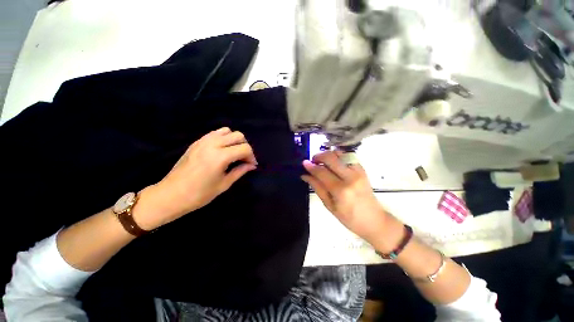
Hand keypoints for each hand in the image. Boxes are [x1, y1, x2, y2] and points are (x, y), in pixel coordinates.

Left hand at [135, 127, 256, 229]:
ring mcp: (203, 141)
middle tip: (244, 159)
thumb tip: (251, 165)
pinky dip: (224, 138)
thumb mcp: (224, 184)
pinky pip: (215, 133)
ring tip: (234, 153)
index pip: (245, 148)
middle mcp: (213, 144)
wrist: (171, 195)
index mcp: (220, 157)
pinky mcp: (197, 142)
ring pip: (227, 131)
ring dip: (235, 140)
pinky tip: (223, 150)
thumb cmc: (199, 194)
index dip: (251, 157)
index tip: (251, 165)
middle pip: (238, 136)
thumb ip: (240, 171)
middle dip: (245, 146)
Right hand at [301, 151, 394, 244]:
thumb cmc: (349, 218)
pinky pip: (348, 156)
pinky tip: (333, 163)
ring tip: (322, 162)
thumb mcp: (329, 205)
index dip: (311, 166)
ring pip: (340, 153)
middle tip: (312, 161)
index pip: (321, 172)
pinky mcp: (362, 169)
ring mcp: (358, 171)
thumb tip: (305, 175)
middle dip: (318, 156)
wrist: (374, 220)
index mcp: (340, 190)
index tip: (304, 163)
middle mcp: (350, 177)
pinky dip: (338, 156)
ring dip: (328, 154)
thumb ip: (317, 187)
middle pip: (331, 157)